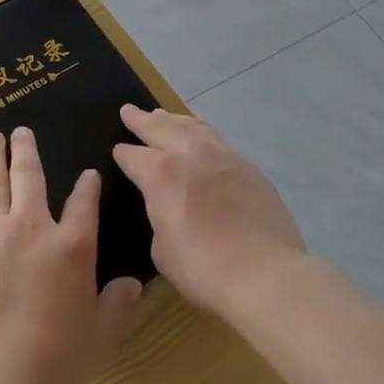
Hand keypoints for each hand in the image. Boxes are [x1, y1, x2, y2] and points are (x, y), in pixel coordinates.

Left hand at [0, 127, 143, 383]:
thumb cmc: (52, 360)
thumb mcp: (99, 338)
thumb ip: (116, 306)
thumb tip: (131, 284)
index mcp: (72, 246)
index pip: (84, 203)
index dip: (87, 186)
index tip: (88, 174)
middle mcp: (32, 228)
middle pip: (29, 176)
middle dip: (27, 150)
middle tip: (20, 130)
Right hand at [113, 106, 307, 318]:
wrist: (265, 273)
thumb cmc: (203, 267)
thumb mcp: (162, 249)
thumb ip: (159, 217)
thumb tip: (167, 207)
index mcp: (161, 174)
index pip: (133, 156)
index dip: (123, 154)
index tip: (118, 151)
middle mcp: (190, 154)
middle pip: (161, 127)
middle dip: (142, 119)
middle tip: (129, 110)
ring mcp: (223, 156)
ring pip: (192, 126)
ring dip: (173, 119)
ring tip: (164, 115)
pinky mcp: (248, 167)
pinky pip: (217, 140)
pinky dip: (201, 134)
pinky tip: (201, 139)